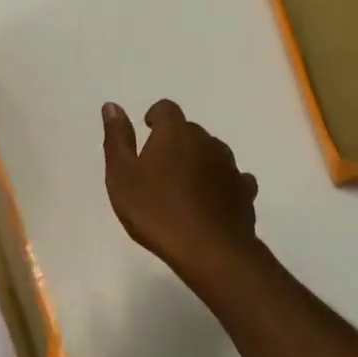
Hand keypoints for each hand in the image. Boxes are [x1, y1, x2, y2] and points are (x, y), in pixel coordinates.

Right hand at [101, 99, 264, 281]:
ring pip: (212, 153)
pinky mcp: (245, 191)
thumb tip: (112, 106)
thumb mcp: (122, 176)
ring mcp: (230, 165)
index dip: (155, 116)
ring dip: (198, 161)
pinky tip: (211, 201)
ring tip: (183, 187)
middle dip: (175, 142)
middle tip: (158, 168)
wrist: (209, 250)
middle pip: (189, 131)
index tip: (147, 131)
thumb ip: (117, 139)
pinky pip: (232, 178)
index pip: (166, 109)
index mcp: (174, 133)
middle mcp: (206, 141)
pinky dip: (220, 183)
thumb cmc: (156, 211)